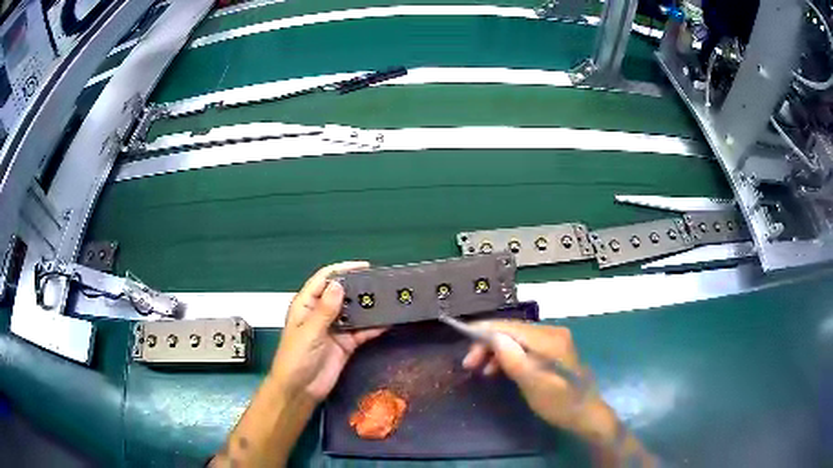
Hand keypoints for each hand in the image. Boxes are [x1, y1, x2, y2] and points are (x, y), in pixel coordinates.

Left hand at [269, 262, 384, 401]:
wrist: (300, 390)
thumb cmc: (296, 358)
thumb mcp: (309, 332)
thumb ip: (325, 310)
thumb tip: (339, 284)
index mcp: (306, 305)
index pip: (324, 280)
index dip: (342, 270)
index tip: (364, 266)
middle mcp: (321, 313)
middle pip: (341, 293)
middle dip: (359, 287)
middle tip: (382, 282)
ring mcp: (335, 329)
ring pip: (354, 312)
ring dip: (368, 306)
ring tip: (389, 298)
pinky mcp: (346, 344)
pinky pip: (362, 331)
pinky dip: (373, 327)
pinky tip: (387, 322)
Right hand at [462, 321, 616, 442]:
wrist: (585, 414)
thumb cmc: (560, 403)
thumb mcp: (533, 385)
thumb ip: (513, 359)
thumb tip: (493, 336)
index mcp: (548, 339)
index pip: (510, 326)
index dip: (485, 330)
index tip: (462, 337)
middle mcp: (551, 333)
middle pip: (512, 331)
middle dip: (488, 343)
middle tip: (469, 363)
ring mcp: (553, 341)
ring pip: (516, 339)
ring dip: (496, 351)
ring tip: (480, 370)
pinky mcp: (552, 351)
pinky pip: (524, 347)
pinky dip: (508, 356)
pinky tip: (498, 369)